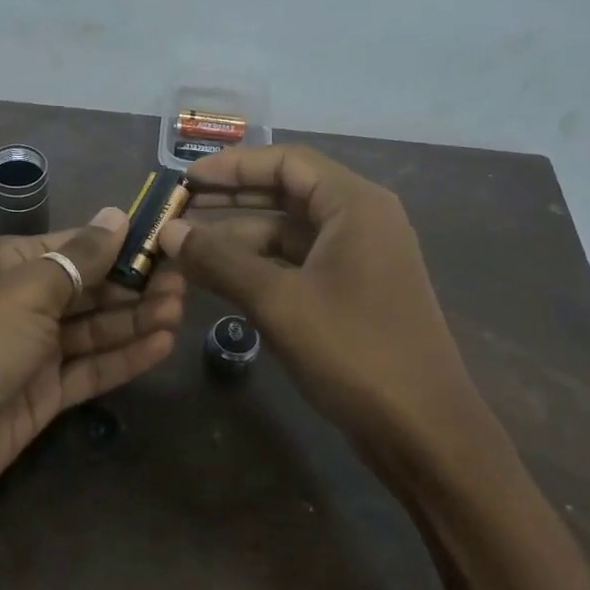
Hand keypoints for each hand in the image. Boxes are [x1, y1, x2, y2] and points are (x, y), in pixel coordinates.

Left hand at [0, 207, 184, 526]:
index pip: (76, 245)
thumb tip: (117, 215)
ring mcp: (34, 351)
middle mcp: (24, 303)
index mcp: (9, 265)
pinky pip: (92, 369)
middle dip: (136, 283)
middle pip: (90, 288)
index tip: (169, 239)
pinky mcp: (45, 394)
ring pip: (96, 329)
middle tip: (186, 281)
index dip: (121, 242)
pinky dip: (125, 357)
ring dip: (137, 319)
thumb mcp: (26, 290)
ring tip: (181, 309)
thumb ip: (79, 259)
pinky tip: (163, 344)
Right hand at [156, 146, 492, 453]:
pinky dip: (259, 270)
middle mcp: (360, 222)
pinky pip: (297, 267)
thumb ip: (220, 260)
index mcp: (354, 205)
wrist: (421, 427)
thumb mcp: (278, 301)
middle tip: (178, 211)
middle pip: (286, 195)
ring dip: (239, 241)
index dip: (232, 166)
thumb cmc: (354, 350)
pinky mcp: (352, 296)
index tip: (185, 180)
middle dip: (230, 202)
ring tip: (185, 251)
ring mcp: (358, 261)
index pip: (287, 162)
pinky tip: (219, 282)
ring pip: (288, 236)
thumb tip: (168, 232)